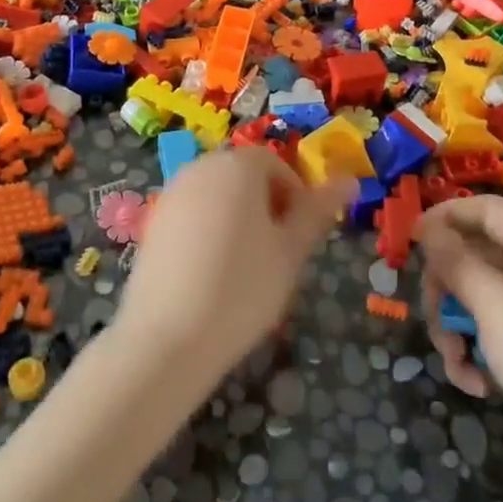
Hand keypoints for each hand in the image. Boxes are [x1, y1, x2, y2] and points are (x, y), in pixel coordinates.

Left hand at [119, 149, 355, 386]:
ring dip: (237, 219)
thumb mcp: (291, 251)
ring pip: (217, 196)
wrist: (168, 338)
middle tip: (277, 254)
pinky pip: (193, 215)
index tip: (299, 236)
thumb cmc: (242, 288)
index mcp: (236, 165)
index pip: (275, 163)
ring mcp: (171, 194)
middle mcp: (200, 168)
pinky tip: (211, 275)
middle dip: (266, 205)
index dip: (294, 196)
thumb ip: (317, 211)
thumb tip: (349, 180)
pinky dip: (208, 233)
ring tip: (246, 268)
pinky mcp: (152, 223)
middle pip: (243, 176)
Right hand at [419, 196, 502, 501]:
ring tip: (455, 359)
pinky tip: (476, 385)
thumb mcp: (494, 306)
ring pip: (477, 300)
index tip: (410, 240)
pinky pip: (491, 338)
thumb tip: (427, 226)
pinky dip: (475, 356)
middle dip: (445, 284)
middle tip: (430, 311)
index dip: (447, 216)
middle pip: (476, 255)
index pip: (488, 209)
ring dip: (454, 327)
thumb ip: (457, 262)